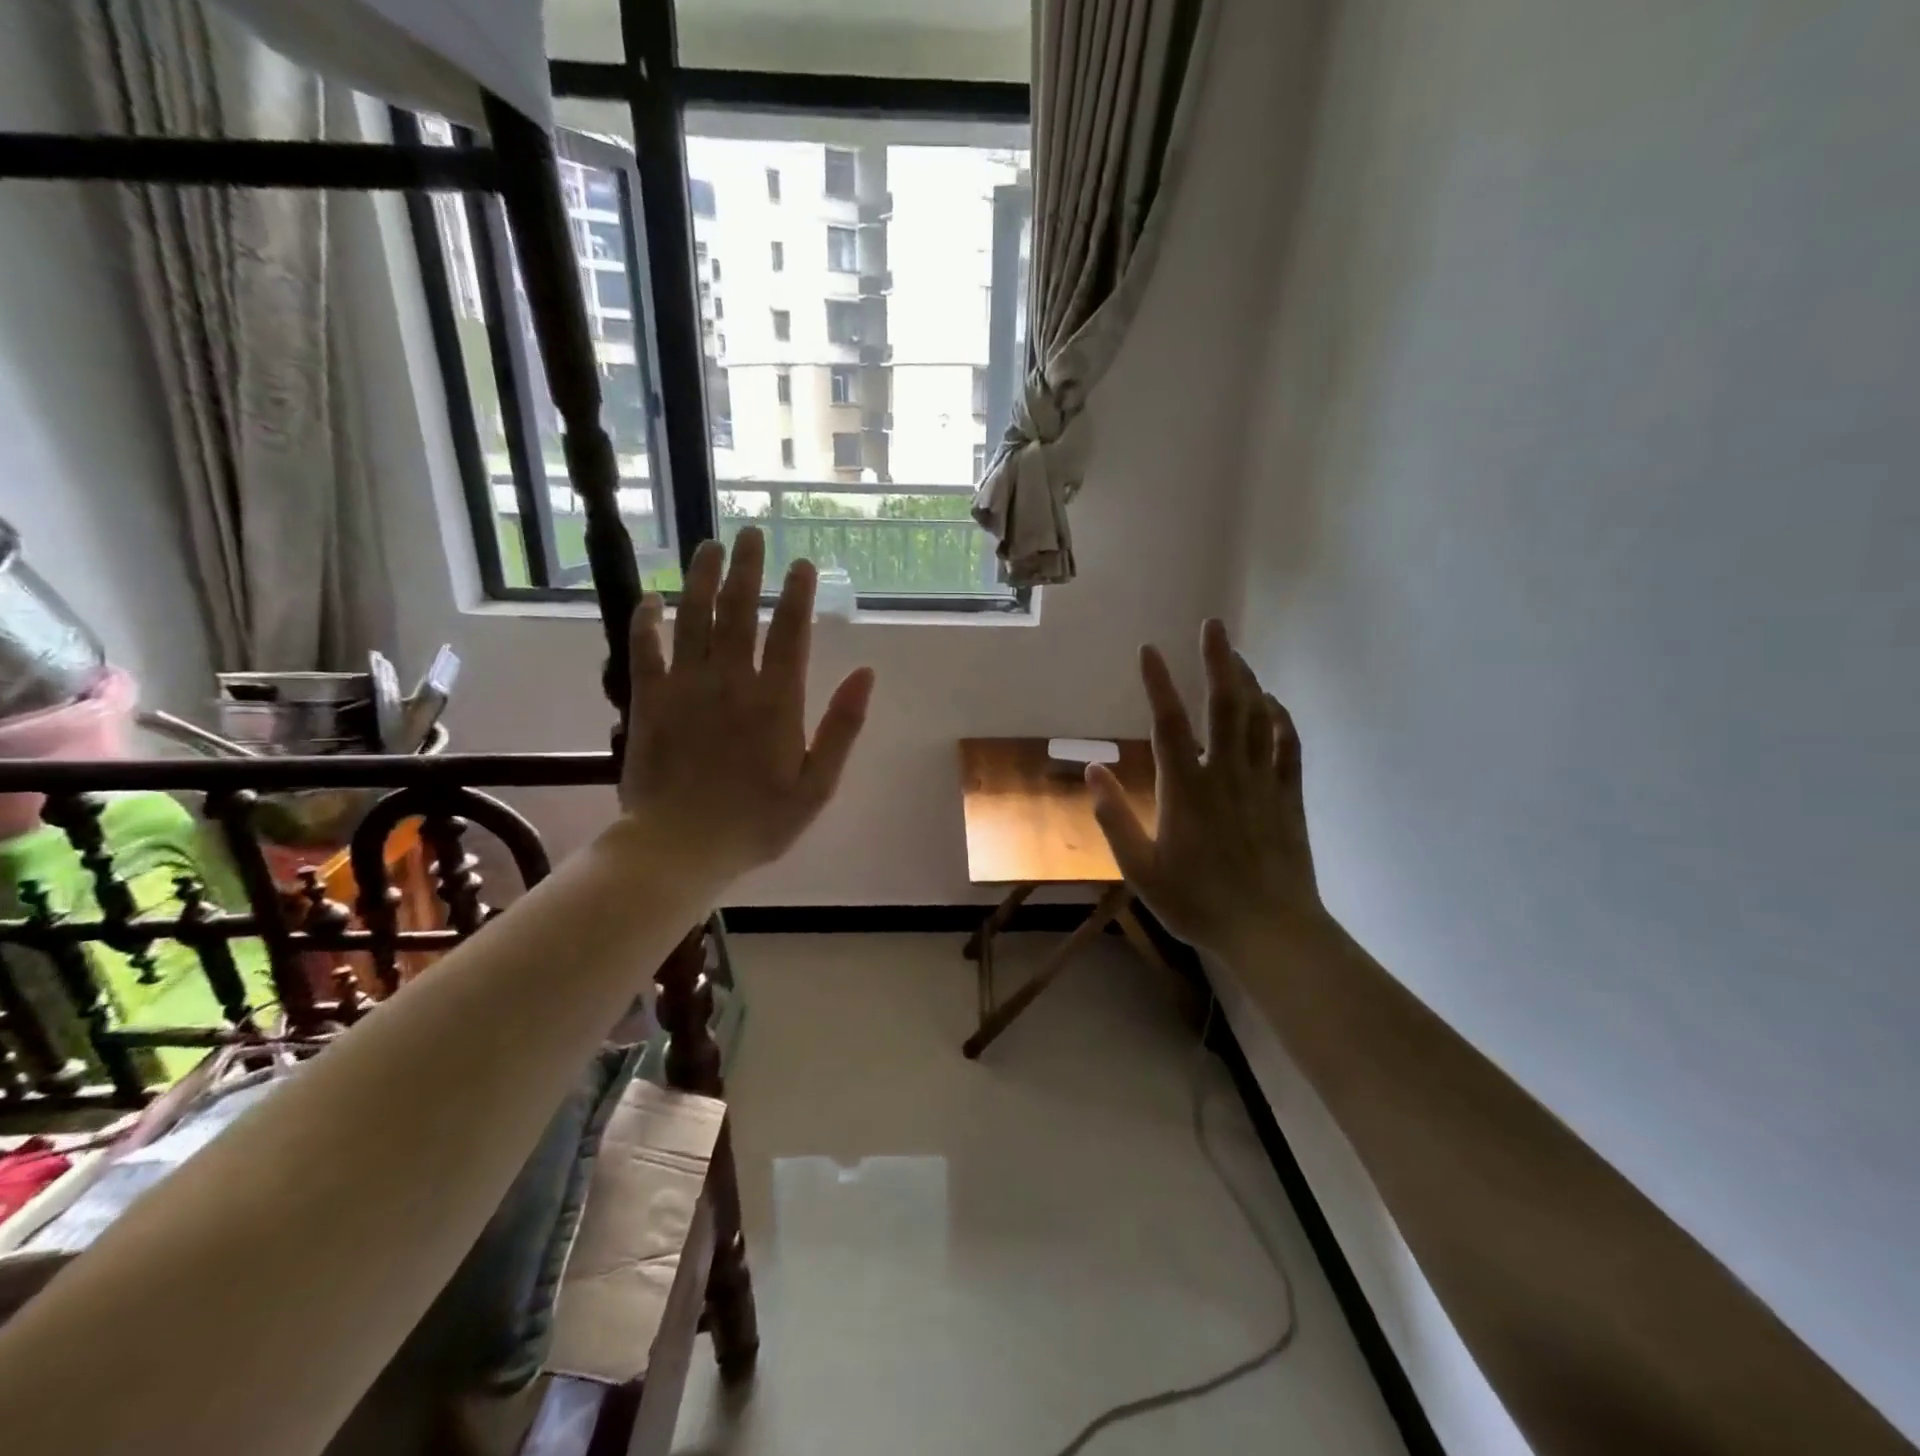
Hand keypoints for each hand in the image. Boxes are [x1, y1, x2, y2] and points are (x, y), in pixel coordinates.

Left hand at [619, 528, 875, 885]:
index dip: (798, 594)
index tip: (801, 563)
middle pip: (741, 611)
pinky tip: (652, 598)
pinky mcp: (649, 700)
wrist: (682, 847)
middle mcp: (732, 681)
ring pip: (695, 618)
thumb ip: (843, 728)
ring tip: (709, 547)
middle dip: (749, 569)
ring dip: (703, 579)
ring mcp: (686, 686)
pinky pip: (646, 649)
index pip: (791, 632)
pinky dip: (648, 621)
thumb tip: (866, 673)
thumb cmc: (757, 822)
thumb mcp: (818, 785)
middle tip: (751, 534)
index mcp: (777, 700)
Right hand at [1088, 619, 1324, 960]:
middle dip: (1218, 660)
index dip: (1158, 683)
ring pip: (1258, 718)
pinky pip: (1287, 745)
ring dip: (1248, 680)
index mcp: (1186, 789)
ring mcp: (1262, 782)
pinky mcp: (1288, 797)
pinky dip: (1280, 717)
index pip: (1168, 723)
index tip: (1149, 650)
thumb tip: (1092, 770)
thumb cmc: (1197, 902)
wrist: (1270, 931)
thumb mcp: (1140, 869)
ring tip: (1237, 653)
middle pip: (1224, 705)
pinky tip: (1272, 703)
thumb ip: (1114, 817)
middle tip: (1213, 624)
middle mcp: (1225, 773)